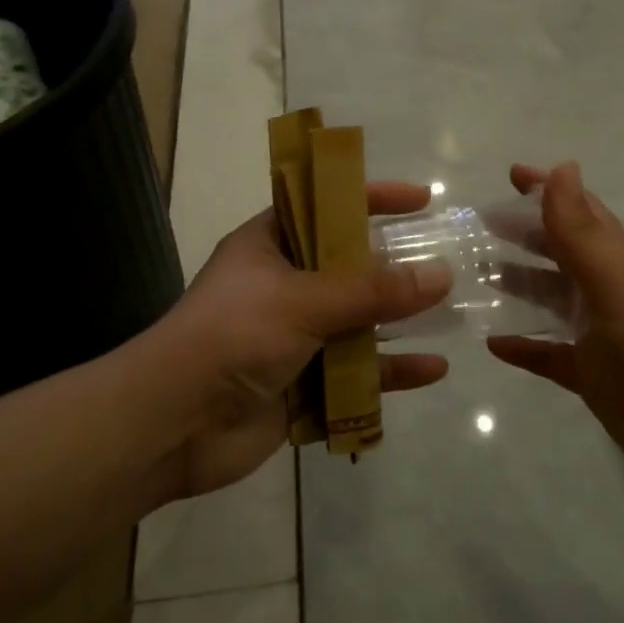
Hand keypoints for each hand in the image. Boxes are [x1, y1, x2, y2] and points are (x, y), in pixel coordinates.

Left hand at [140, 182, 452, 503]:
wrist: (172, 425)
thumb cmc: (233, 336)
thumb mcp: (304, 300)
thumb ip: (373, 290)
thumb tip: (441, 274)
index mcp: (270, 246)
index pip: (326, 206)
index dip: (372, 197)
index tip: (422, 199)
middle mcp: (283, 286)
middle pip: (350, 268)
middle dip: (396, 266)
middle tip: (447, 260)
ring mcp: (293, 338)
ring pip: (358, 323)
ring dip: (400, 321)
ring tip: (451, 315)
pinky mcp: (302, 386)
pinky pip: (356, 373)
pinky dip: (390, 372)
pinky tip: (432, 370)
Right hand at [487, 163, 623, 517]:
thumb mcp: (621, 286)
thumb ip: (584, 233)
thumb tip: (563, 168)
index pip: (583, 214)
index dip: (549, 191)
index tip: (511, 173)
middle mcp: (615, 294)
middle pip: (564, 254)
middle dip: (527, 234)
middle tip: (481, 223)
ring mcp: (607, 340)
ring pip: (556, 302)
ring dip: (521, 285)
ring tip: (478, 274)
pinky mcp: (599, 381)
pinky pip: (553, 356)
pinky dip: (526, 347)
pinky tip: (494, 344)